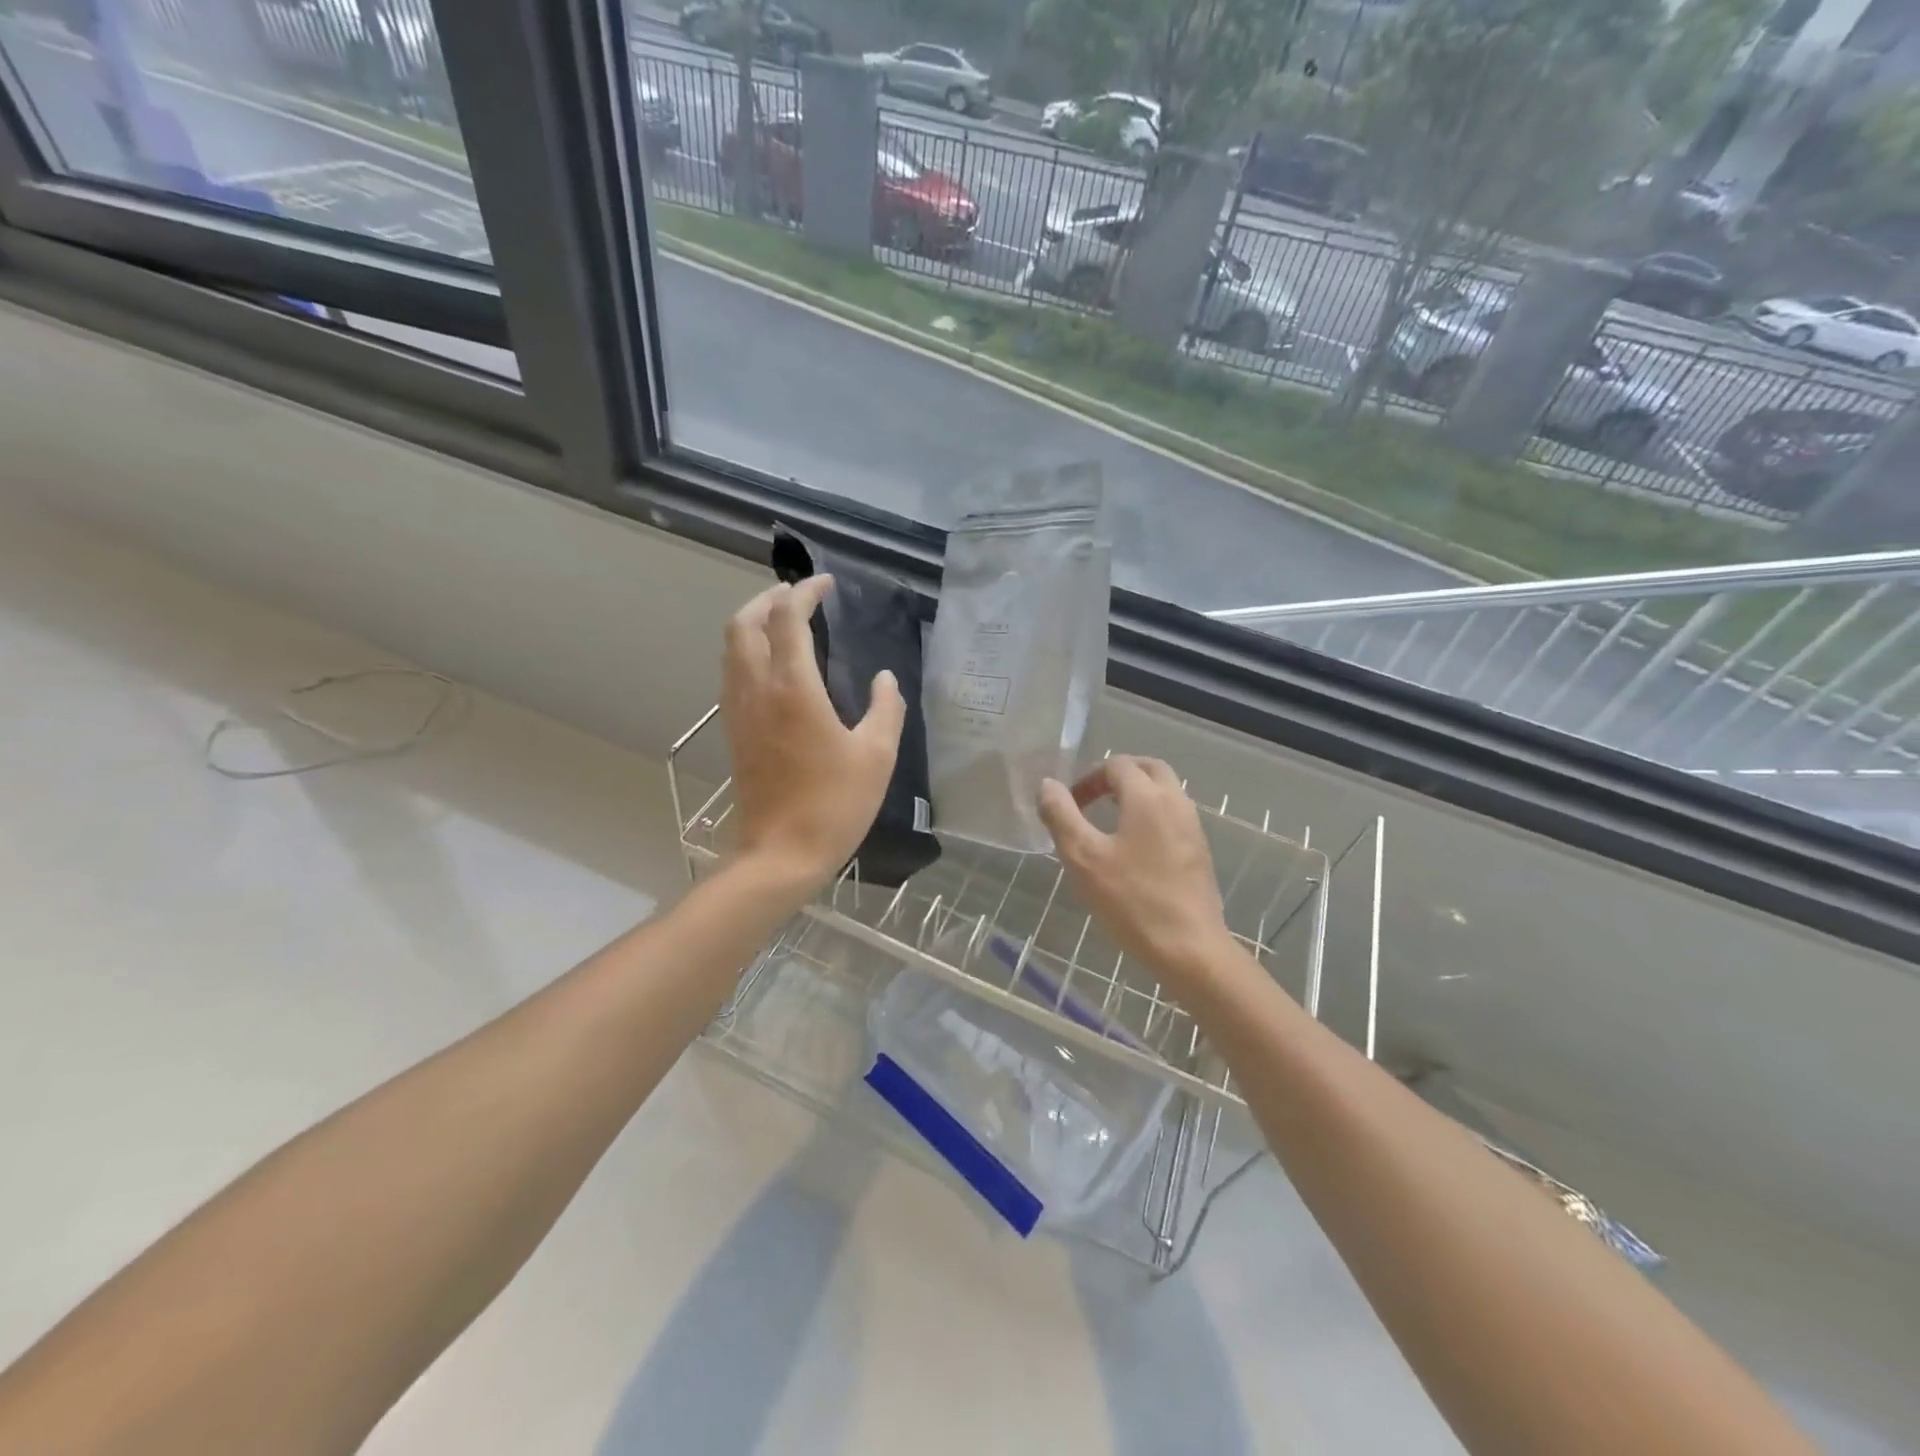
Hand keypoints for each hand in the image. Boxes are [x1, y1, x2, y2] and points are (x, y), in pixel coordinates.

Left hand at [721, 576, 905, 891]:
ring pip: (732, 646)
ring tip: (784, 621)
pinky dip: (748, 650)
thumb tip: (885, 679)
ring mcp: (739, 710)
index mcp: (793, 688)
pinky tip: (774, 665)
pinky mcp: (734, 730)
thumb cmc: (835, 804)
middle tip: (799, 596)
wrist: (780, 854)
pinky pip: (732, 672)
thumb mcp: (877, 756)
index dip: (804, 592)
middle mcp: (757, 689)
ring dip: (753, 622)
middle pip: (745, 623)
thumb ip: (886, 709)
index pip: (787, 618)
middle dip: (768, 598)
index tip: (825, 584)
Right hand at [1038, 756, 1236, 996]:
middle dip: (1117, 776)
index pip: (1116, 765)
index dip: (1088, 778)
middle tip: (1091, 799)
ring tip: (1107, 822)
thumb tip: (1048, 785)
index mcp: (1147, 797)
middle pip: (1148, 768)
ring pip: (1165, 792)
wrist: (1189, 947)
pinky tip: (1132, 848)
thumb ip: (1061, 815)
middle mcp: (1175, 802)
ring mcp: (1192, 827)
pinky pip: (1173, 816)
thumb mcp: (1083, 857)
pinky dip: (1151, 815)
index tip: (1068, 805)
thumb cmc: (1131, 900)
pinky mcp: (1199, 851)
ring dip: (1136, 794)